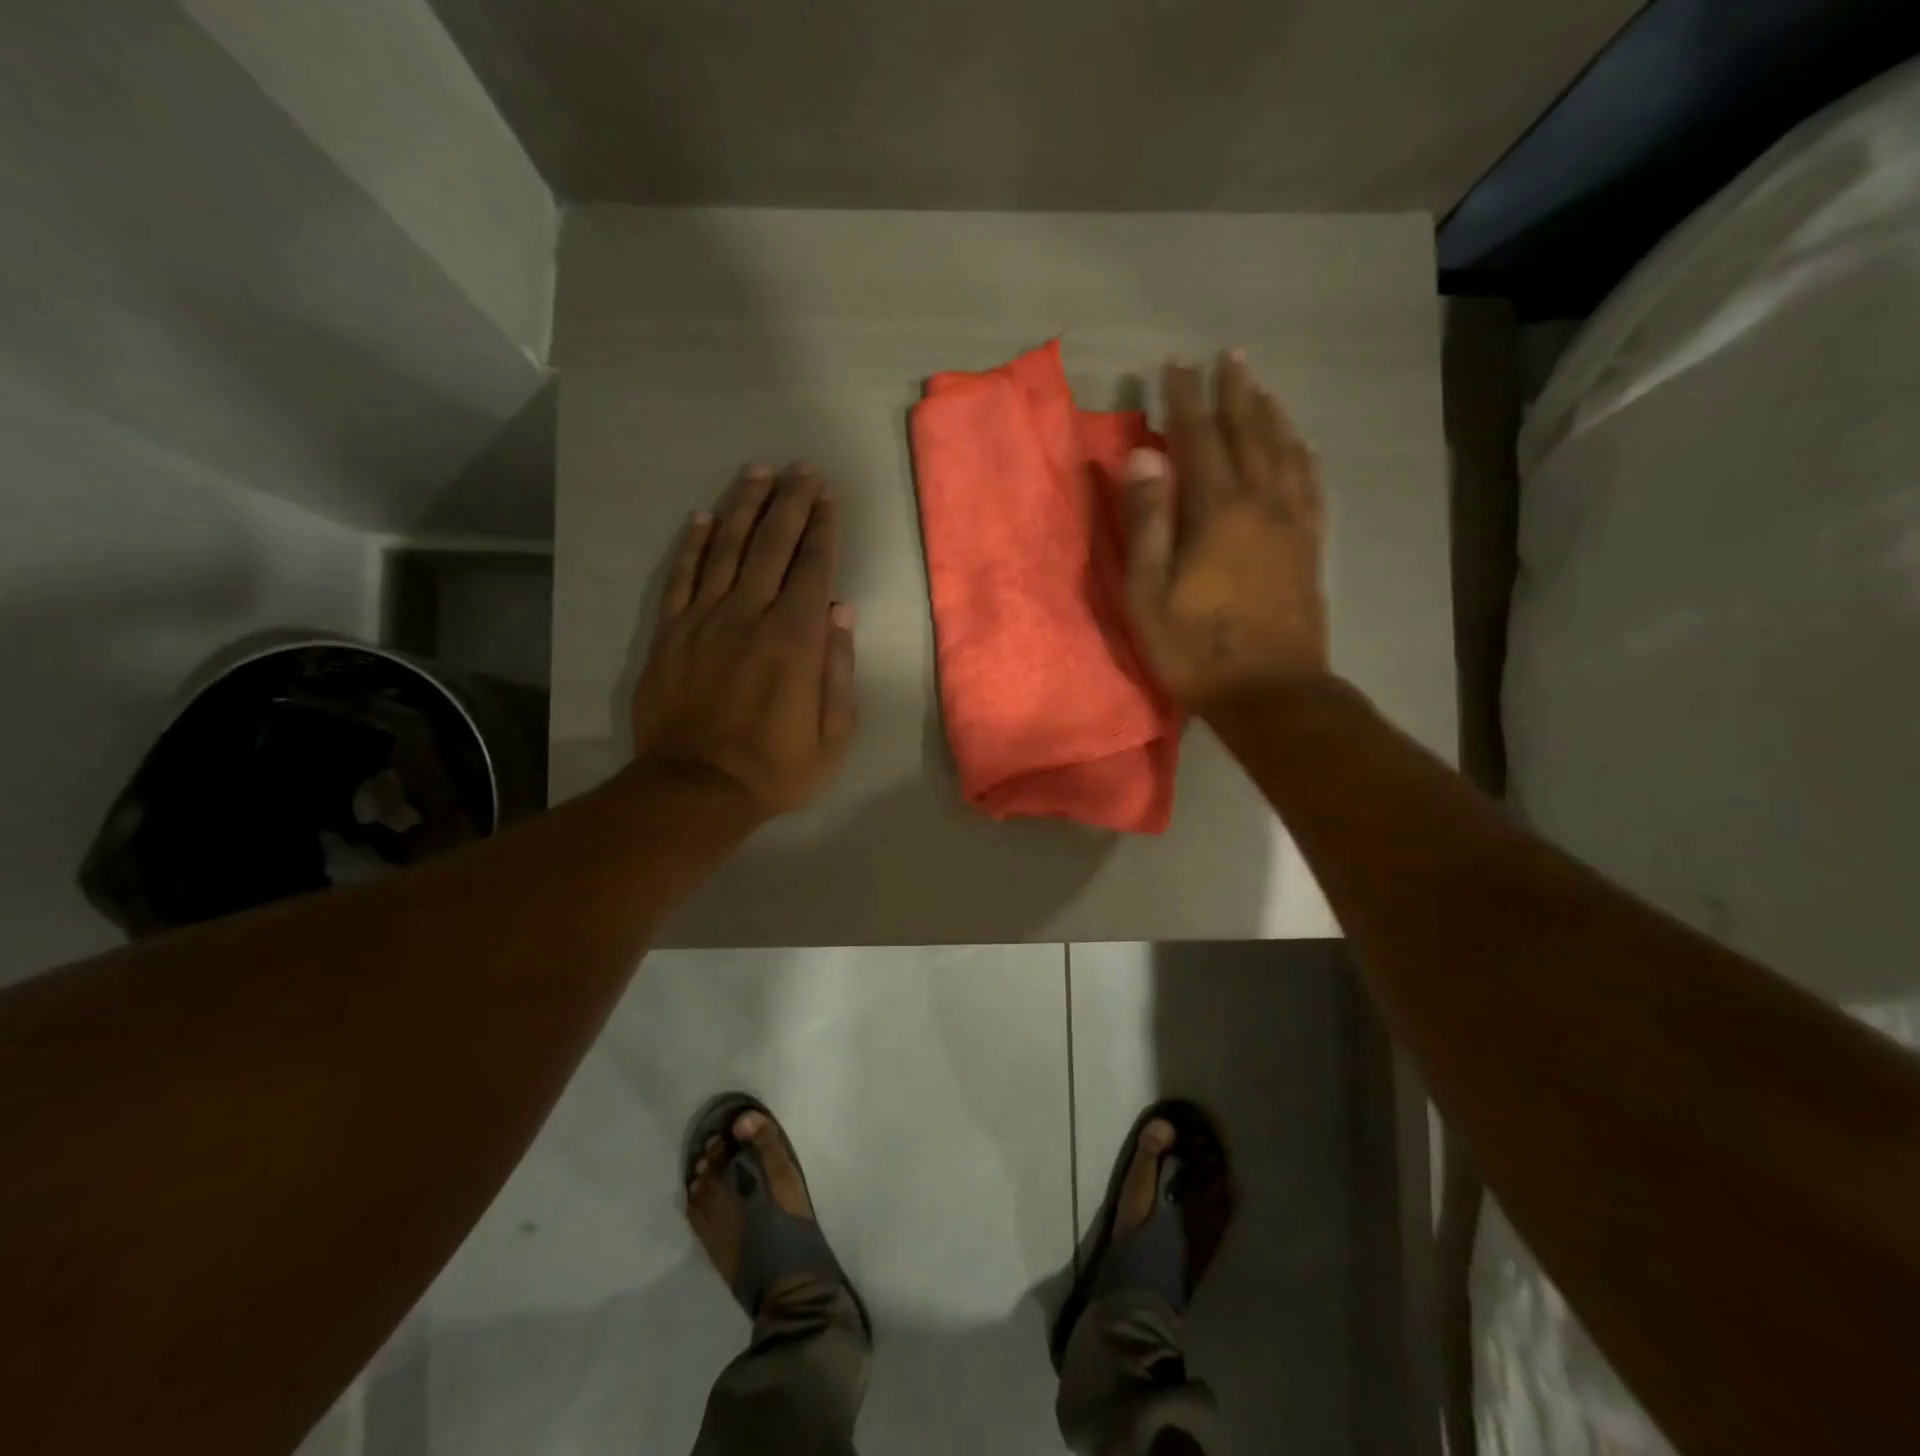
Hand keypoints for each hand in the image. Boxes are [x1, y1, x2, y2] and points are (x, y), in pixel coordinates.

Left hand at [631, 464, 856, 816]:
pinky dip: (694, 544)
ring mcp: (704, 620)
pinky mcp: (670, 633)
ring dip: (745, 507)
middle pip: (772, 545)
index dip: (823, 527)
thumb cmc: (775, 768)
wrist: (695, 788)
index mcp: (795, 639)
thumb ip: (838, 669)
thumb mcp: (832, 735)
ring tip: (758, 472)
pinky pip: (681, 577)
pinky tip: (704, 517)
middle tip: (801, 468)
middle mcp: (750, 615)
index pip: (813, 567)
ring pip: (727, 549)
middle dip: (790, 502)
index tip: (827, 495)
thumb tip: (841, 611)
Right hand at [1123, 352, 1329, 713]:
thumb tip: (1142, 455)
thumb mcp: (1149, 592)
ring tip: (1260, 388)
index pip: (1198, 439)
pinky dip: (1303, 457)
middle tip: (1228, 357)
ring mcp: (1292, 524)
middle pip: (1249, 434)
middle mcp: (1260, 503)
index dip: (1185, 400)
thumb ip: (1146, 521)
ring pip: (1284, 452)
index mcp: (1216, 511)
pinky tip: (1302, 446)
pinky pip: (1310, 486)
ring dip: (1270, 415)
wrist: (1271, 692)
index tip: (1175, 365)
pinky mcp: (1309, 548)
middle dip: (1235, 393)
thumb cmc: (1196, 648)